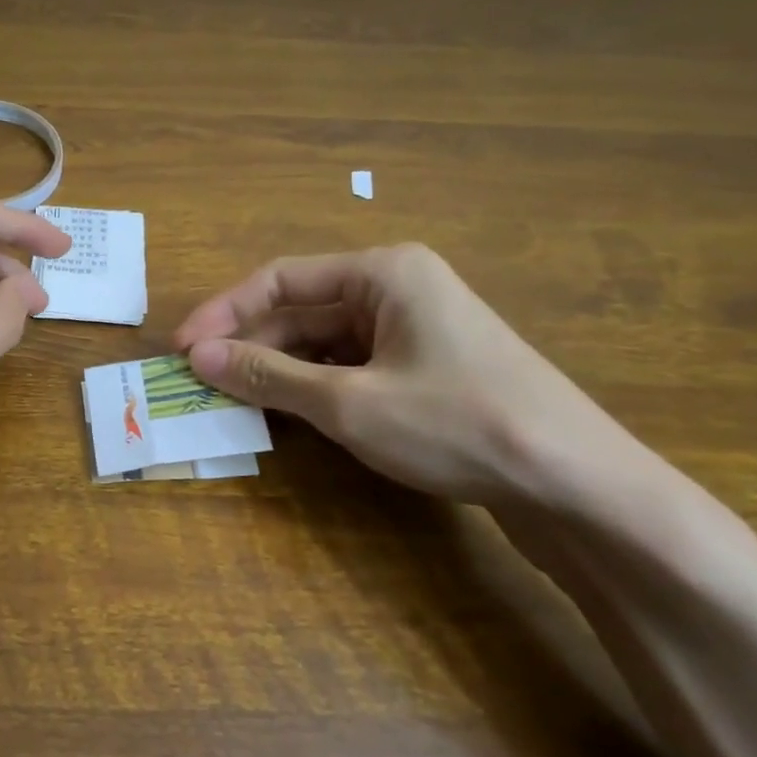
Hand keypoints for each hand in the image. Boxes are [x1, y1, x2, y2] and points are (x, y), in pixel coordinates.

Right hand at [173, 244, 637, 506]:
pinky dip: (315, 386)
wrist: (574, 483)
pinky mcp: (427, 368)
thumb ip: (267, 375)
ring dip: (279, 369)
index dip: (224, 312)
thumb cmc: (455, 424)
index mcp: (383, 272)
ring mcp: (416, 329)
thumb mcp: (347, 402)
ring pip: (325, 341)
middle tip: (203, 383)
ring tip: (235, 401)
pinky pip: (352, 365)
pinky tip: (290, 413)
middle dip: (251, 345)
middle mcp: (398, 288)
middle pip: (303, 309)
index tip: (183, 350)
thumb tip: (198, 357)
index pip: (281, 279)